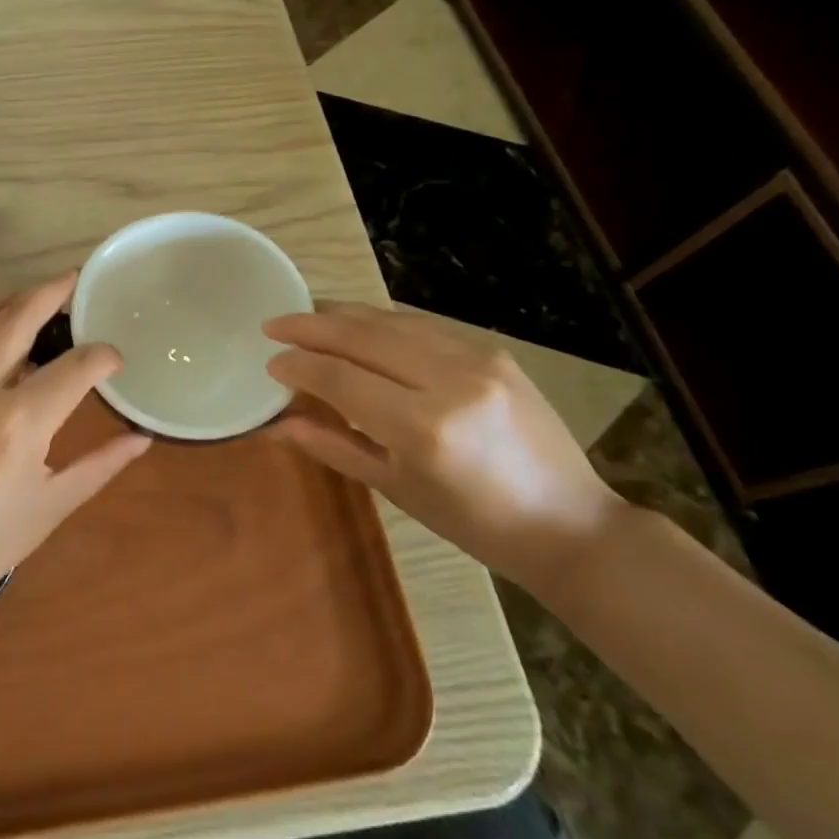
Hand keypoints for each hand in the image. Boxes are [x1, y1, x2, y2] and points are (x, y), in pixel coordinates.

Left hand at [0, 273, 153, 621]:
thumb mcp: (51, 506)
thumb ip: (100, 464)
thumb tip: (142, 438)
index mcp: (19, 421)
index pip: (76, 366)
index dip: (104, 357)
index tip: (116, 360)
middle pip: (19, 316)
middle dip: (52, 292)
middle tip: (74, 281)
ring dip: (12, 299)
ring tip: (36, 296)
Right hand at [265, 305, 628, 592]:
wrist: (568, 522)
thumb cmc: (474, 523)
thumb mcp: (396, 489)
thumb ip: (333, 446)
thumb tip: (278, 422)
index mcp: (423, 428)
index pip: (341, 378)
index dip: (299, 366)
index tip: (270, 361)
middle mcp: (449, 381)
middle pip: (362, 337)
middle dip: (310, 326)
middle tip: (274, 324)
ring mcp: (477, 358)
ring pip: (390, 320)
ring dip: (343, 315)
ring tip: (307, 316)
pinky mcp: (493, 350)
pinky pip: (422, 324)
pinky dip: (381, 321)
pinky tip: (359, 324)